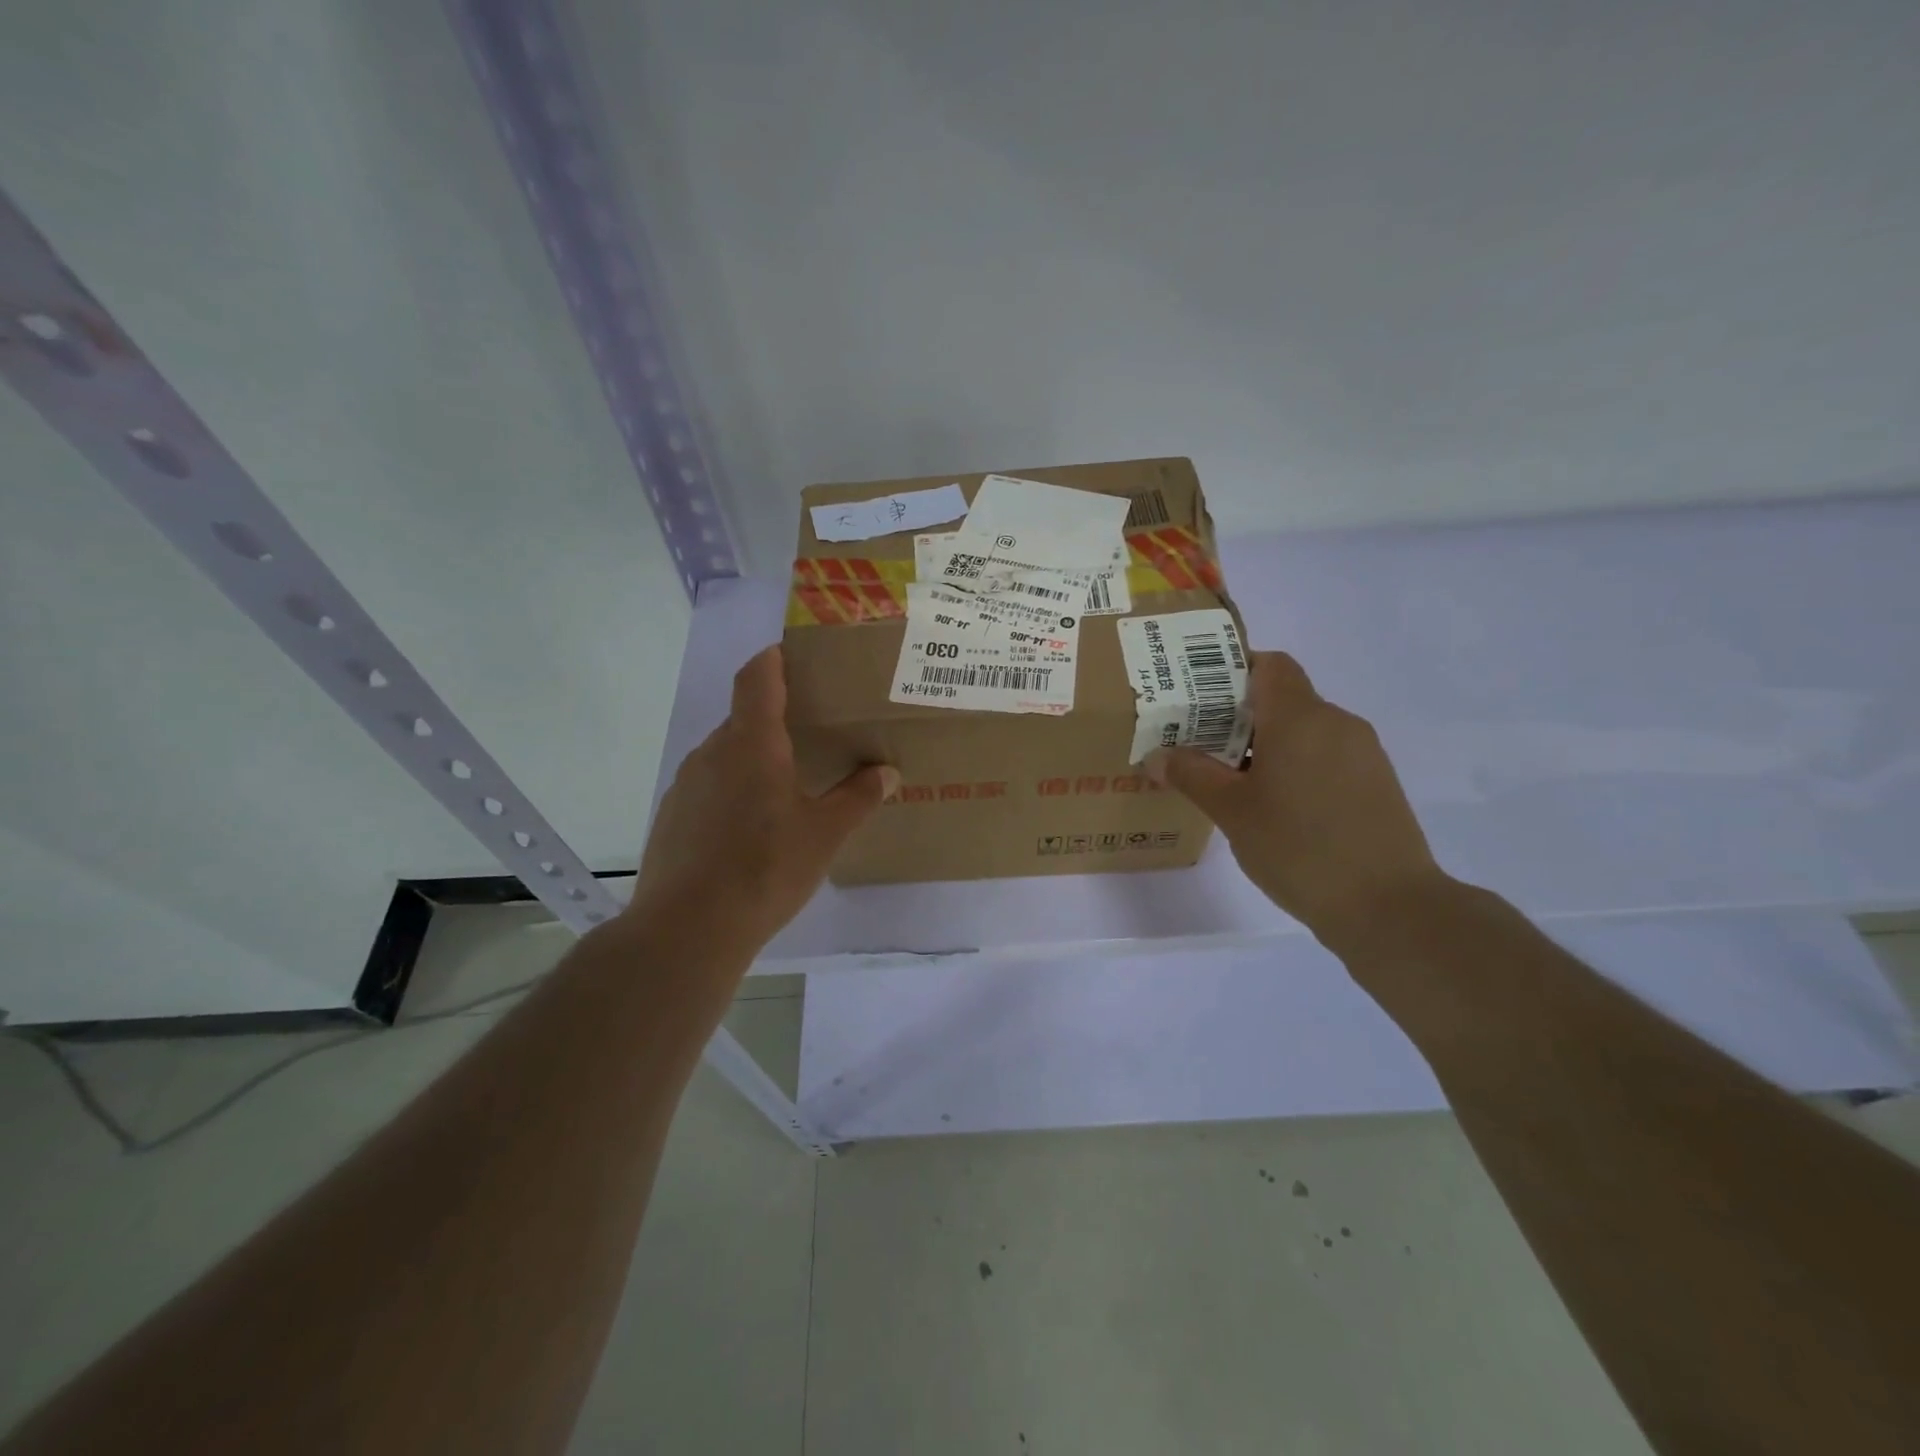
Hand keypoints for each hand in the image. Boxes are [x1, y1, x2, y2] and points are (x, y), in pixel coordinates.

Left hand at [630, 646, 897, 950]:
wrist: (688, 929)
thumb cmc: (765, 868)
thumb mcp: (825, 834)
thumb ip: (858, 797)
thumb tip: (888, 772)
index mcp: (751, 742)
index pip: (758, 677)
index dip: (775, 658)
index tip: (796, 656)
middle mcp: (712, 752)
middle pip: (744, 717)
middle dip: (776, 719)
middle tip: (812, 736)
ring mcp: (686, 784)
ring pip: (726, 755)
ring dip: (754, 759)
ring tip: (787, 788)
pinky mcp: (671, 817)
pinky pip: (708, 787)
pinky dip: (732, 791)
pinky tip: (751, 830)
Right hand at [1146, 651, 1447, 945]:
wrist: (1389, 907)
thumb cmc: (1299, 847)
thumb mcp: (1232, 812)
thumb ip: (1192, 775)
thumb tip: (1156, 756)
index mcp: (1300, 718)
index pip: (1270, 664)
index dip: (1234, 670)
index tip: (1199, 697)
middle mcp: (1337, 723)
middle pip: (1283, 698)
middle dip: (1239, 716)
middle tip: (1199, 744)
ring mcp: (1363, 753)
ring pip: (1305, 730)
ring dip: (1267, 744)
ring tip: (1232, 781)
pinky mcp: (1376, 783)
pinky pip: (1326, 756)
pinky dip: (1295, 766)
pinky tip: (1275, 806)